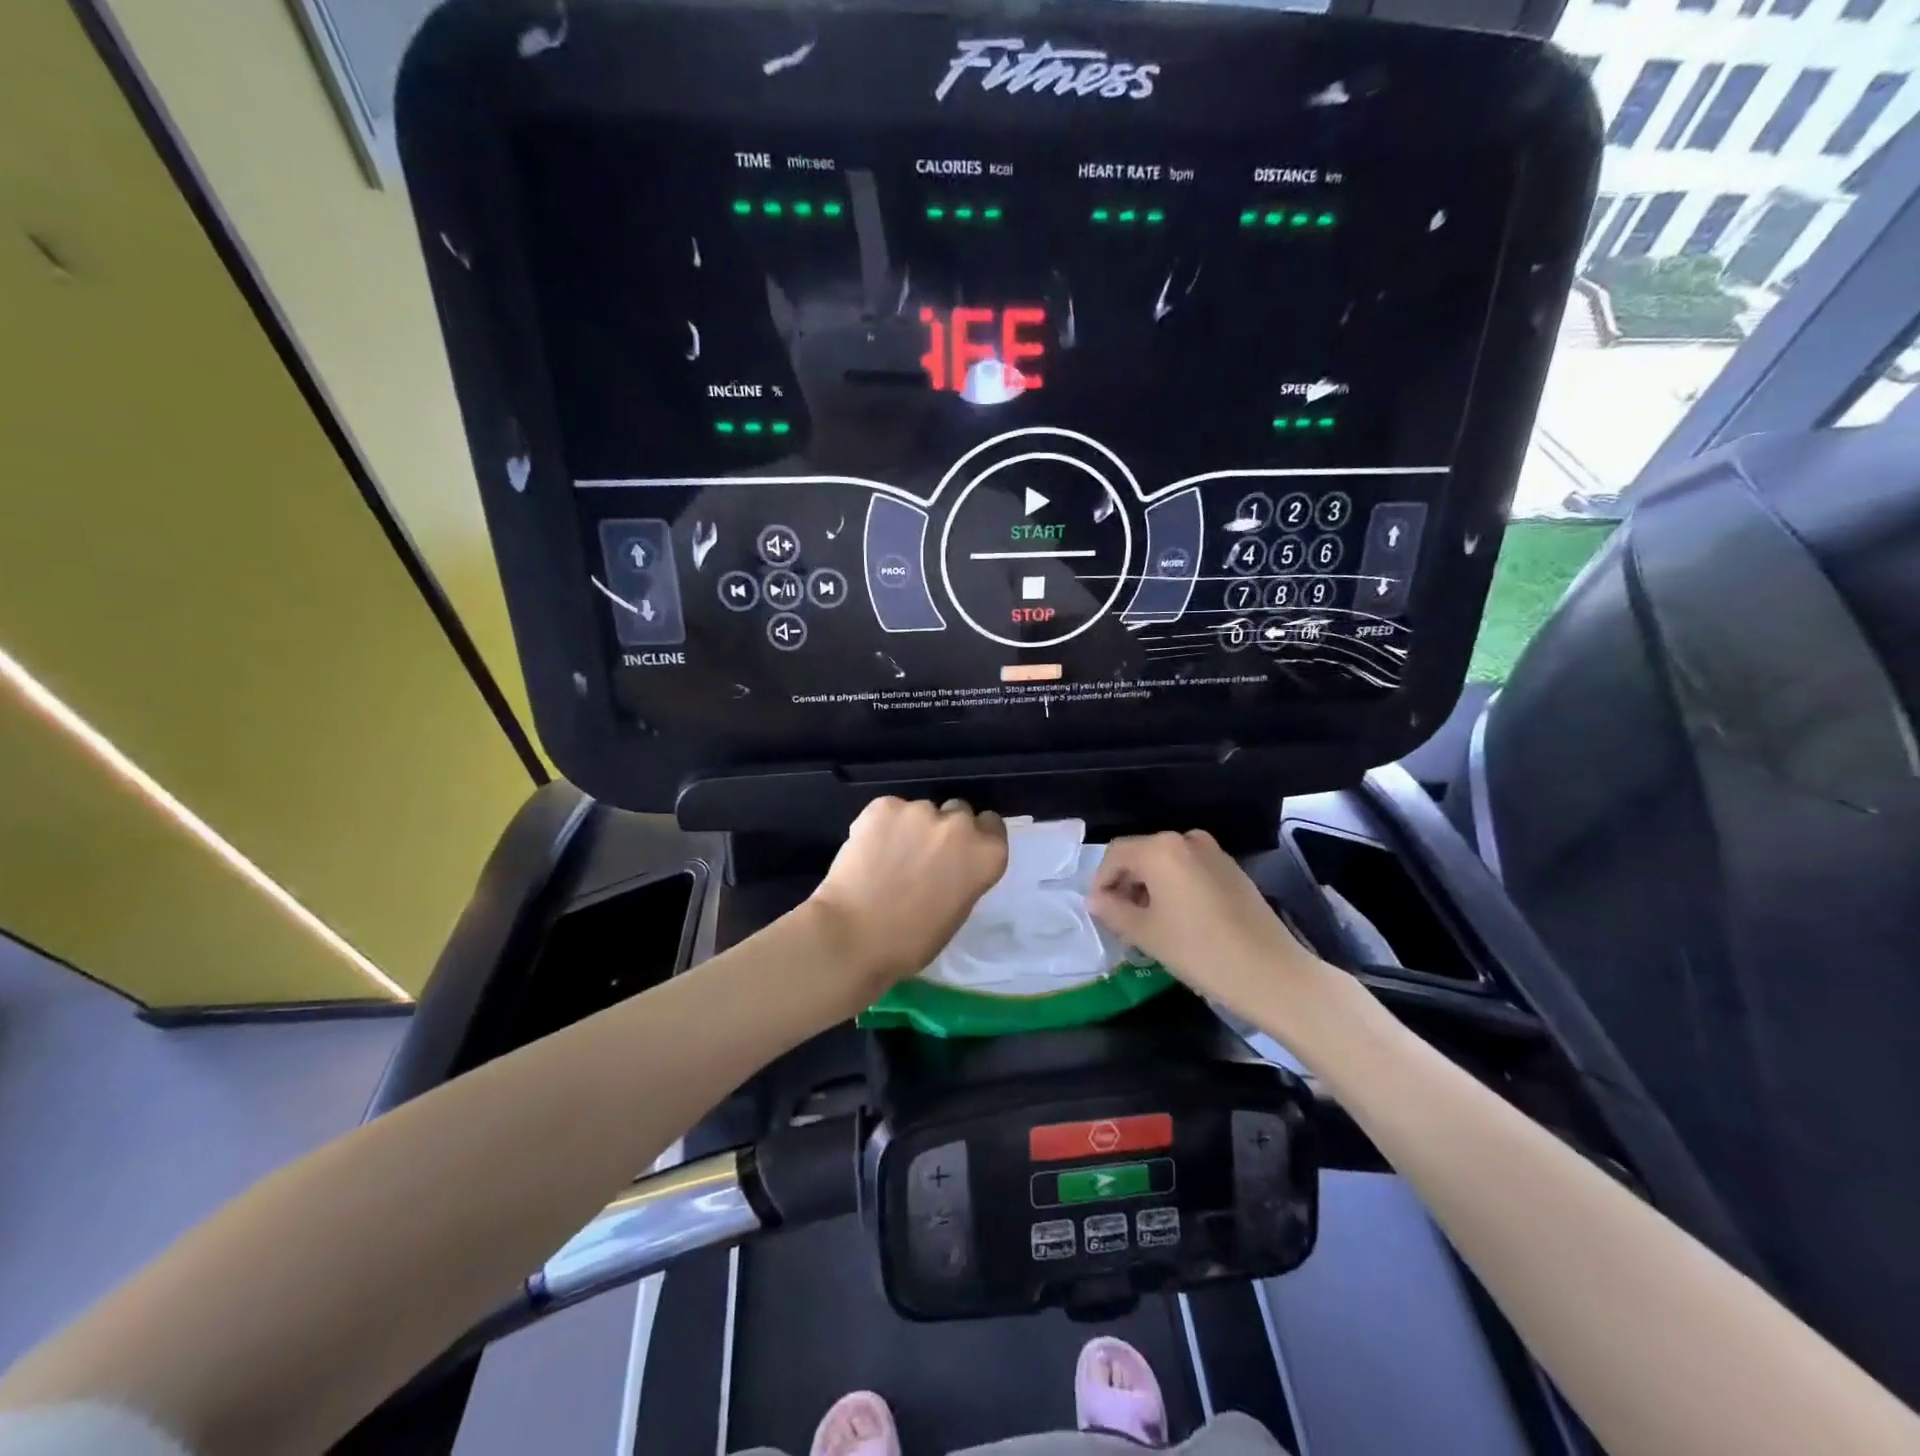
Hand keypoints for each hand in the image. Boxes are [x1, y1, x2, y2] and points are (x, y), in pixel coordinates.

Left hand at [807, 797, 1008, 991]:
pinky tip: (867, 851)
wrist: (853, 935)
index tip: (959, 852)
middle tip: (921, 855)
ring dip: (910, 827)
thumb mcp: (956, 910)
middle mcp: (959, 825)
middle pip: (958, 812)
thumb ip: (962, 876)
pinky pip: (888, 811)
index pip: (992, 826)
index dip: (975, 836)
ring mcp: (920, 811)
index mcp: (986, 855)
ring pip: (920, 811)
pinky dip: (880, 826)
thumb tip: (949, 865)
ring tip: (887, 857)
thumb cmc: (911, 941)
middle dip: (944, 829)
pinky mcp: (884, 806)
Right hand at [1089, 830, 1328, 1020]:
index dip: (1101, 881)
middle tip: (1120, 920)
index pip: (1115, 854)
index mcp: (1161, 849)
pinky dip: (1175, 887)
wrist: (1271, 973)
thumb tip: (1095, 900)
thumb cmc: (1199, 951)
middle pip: (1141, 854)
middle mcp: (1186, 840)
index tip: (1099, 912)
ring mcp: (1213, 852)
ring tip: (1147, 922)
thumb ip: (1112, 911)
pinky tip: (1178, 919)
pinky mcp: (1231, 869)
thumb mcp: (1146, 933)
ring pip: (1166, 862)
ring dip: (1149, 886)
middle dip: (1125, 883)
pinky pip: (1189, 869)